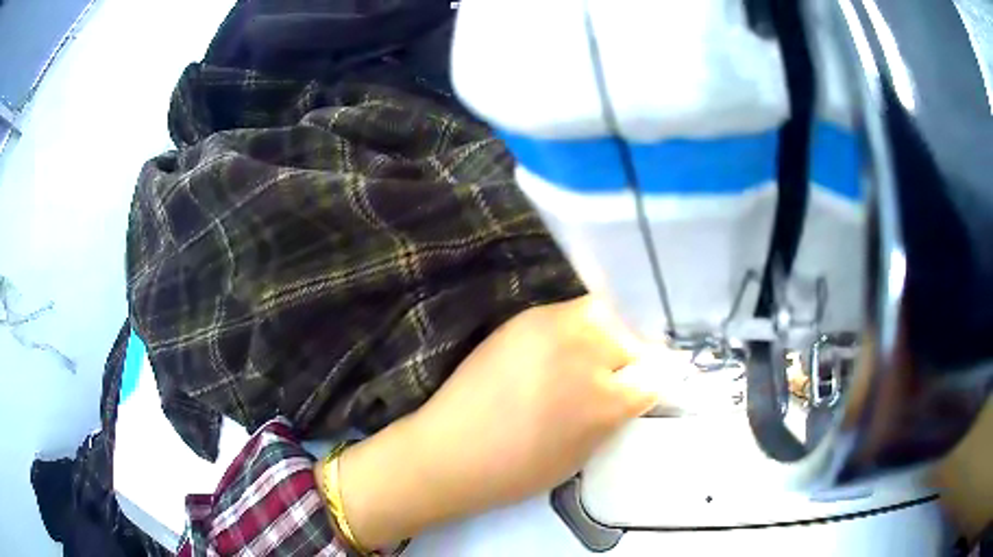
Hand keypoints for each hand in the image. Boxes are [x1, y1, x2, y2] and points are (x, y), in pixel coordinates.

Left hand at [337, 296, 656, 546]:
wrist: (449, 451)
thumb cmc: (517, 470)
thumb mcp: (583, 454)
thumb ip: (615, 416)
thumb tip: (636, 391)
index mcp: (605, 401)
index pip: (657, 376)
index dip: (655, 382)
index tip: (650, 385)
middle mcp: (587, 355)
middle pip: (634, 342)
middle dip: (631, 361)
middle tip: (617, 376)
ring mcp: (555, 328)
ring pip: (608, 318)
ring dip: (608, 338)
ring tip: (591, 359)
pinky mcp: (528, 317)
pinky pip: (573, 312)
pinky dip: (580, 326)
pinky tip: (566, 347)